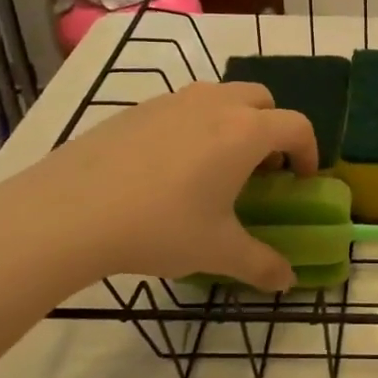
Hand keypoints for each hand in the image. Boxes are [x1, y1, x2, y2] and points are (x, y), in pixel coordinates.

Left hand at [0, 83, 316, 296]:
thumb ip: (261, 264)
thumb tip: (287, 281)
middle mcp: (215, 104)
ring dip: (234, 121)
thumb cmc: (159, 227)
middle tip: (261, 168)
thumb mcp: (217, 251)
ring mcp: (172, 101)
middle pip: (262, 99)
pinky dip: (195, 125)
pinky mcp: (136, 109)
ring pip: (220, 96)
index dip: (308, 152)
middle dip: (273, 127)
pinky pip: (182, 107)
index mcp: (245, 132)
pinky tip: (169, 168)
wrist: (68, 213)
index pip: (297, 126)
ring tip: (216, 165)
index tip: (301, 180)